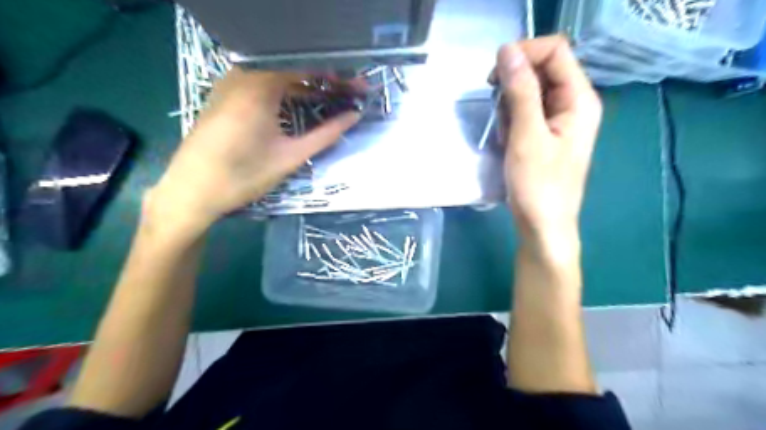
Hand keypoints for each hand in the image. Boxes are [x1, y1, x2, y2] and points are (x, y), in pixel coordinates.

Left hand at [146, 69, 362, 236]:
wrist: (192, 191)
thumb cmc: (244, 175)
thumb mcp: (291, 156)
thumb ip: (326, 134)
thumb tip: (354, 116)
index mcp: (259, 85)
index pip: (307, 67)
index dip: (337, 75)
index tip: (358, 87)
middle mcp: (242, 75)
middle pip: (292, 67)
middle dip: (324, 79)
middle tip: (348, 93)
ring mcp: (230, 83)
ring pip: (277, 75)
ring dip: (306, 85)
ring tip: (331, 98)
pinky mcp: (224, 95)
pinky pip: (262, 83)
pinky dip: (285, 91)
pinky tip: (299, 103)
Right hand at [497, 36, 604, 250]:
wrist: (543, 227)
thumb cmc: (539, 186)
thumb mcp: (527, 136)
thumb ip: (520, 91)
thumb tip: (507, 51)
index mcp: (579, 100)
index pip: (555, 51)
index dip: (524, 54)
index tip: (495, 76)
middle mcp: (573, 104)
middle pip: (542, 69)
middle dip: (513, 85)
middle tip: (498, 110)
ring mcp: (559, 120)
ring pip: (530, 92)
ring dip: (510, 106)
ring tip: (505, 134)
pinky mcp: (545, 134)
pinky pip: (526, 112)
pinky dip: (511, 121)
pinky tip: (507, 142)